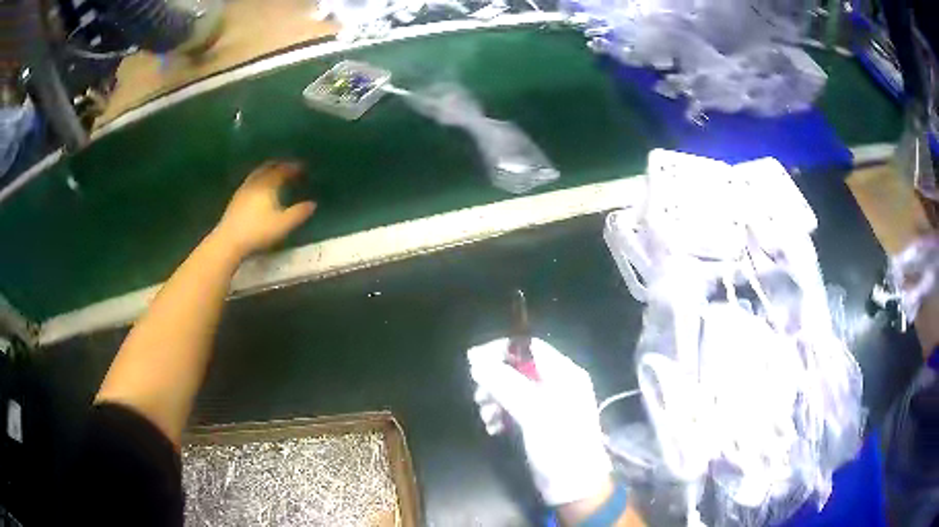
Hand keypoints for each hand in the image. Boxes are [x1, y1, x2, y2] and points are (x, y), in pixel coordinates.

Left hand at [212, 161, 315, 258]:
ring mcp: (243, 189)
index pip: (282, 170)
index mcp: (268, 184)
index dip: (293, 167)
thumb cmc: (258, 231)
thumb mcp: (283, 225)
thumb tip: (313, 204)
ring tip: (275, 176)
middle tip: (289, 168)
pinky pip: (251, 182)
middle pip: (268, 167)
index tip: (303, 168)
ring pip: (258, 174)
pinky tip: (260, 190)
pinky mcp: (236, 199)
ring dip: (268, 172)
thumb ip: (298, 213)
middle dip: (280, 166)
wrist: (229, 241)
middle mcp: (255, 182)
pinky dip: (259, 180)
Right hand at [468, 338, 611, 505]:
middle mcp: (558, 384)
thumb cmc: (560, 446)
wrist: (575, 487)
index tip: (473, 361)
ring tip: (486, 416)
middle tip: (478, 395)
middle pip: (519, 368)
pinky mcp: (540, 424)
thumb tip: (476, 360)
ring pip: (514, 389)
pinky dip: (501, 415)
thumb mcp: (533, 413)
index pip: (530, 347)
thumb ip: (506, 384)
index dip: (501, 350)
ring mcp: (549, 405)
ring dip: (495, 398)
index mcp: (564, 374)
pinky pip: (515, 409)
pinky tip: (492, 428)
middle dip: (495, 379)